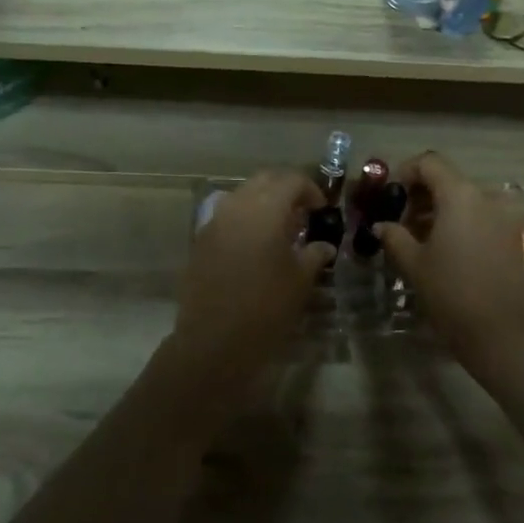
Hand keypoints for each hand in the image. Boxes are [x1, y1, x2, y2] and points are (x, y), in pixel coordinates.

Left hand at [163, 171, 333, 415]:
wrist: (213, 341)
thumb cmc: (266, 307)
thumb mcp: (300, 280)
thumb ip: (314, 254)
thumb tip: (323, 245)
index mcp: (265, 208)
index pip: (291, 180)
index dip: (310, 190)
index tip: (321, 210)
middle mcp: (237, 206)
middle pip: (264, 181)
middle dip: (285, 189)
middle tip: (302, 212)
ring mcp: (213, 222)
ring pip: (242, 196)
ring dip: (263, 203)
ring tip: (279, 229)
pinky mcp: (200, 242)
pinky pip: (226, 217)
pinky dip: (244, 221)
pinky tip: (255, 247)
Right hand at [376, 153, 523, 376]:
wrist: (499, 333)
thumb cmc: (450, 292)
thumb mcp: (413, 263)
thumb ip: (394, 236)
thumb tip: (382, 225)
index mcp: (461, 195)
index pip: (430, 163)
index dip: (406, 172)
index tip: (392, 194)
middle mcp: (489, 198)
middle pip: (451, 181)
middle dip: (425, 195)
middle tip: (404, 221)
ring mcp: (509, 218)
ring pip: (471, 200)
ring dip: (447, 210)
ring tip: (427, 237)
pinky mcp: (520, 239)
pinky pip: (489, 219)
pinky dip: (469, 225)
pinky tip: (455, 251)